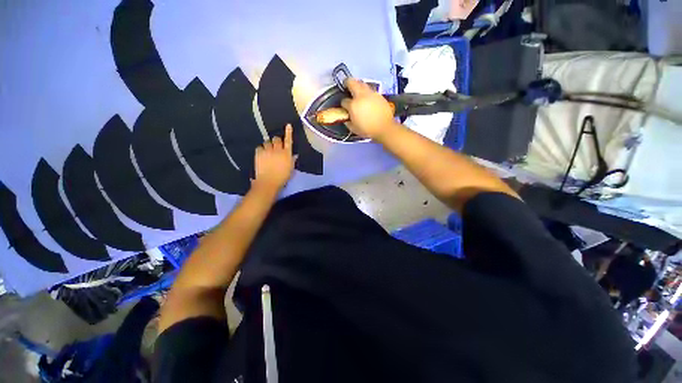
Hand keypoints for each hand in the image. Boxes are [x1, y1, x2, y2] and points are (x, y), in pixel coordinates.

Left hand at [252, 124, 294, 193]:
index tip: (288, 125)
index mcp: (287, 154)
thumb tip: (294, 155)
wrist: (269, 182)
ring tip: (268, 151)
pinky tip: (262, 154)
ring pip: (267, 142)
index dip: (288, 132)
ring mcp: (267, 151)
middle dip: (276, 141)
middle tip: (275, 146)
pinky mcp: (259, 153)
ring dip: (268, 145)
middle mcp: (277, 150)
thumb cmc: (282, 177)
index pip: (288, 140)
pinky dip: (261, 149)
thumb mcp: (290, 169)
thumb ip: (292, 160)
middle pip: (276, 139)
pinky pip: (259, 147)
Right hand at [341, 78, 396, 139]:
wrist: (384, 128)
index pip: (344, 101)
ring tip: (357, 92)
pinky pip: (370, 89)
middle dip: (347, 83)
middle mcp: (361, 96)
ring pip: (362, 83)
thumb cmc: (368, 130)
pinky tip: (367, 99)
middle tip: (346, 86)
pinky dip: (366, 92)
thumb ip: (348, 122)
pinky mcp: (378, 94)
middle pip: (351, 82)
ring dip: (358, 85)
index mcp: (353, 105)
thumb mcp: (354, 129)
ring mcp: (370, 93)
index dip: (343, 104)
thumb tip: (346, 119)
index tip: (345, 108)